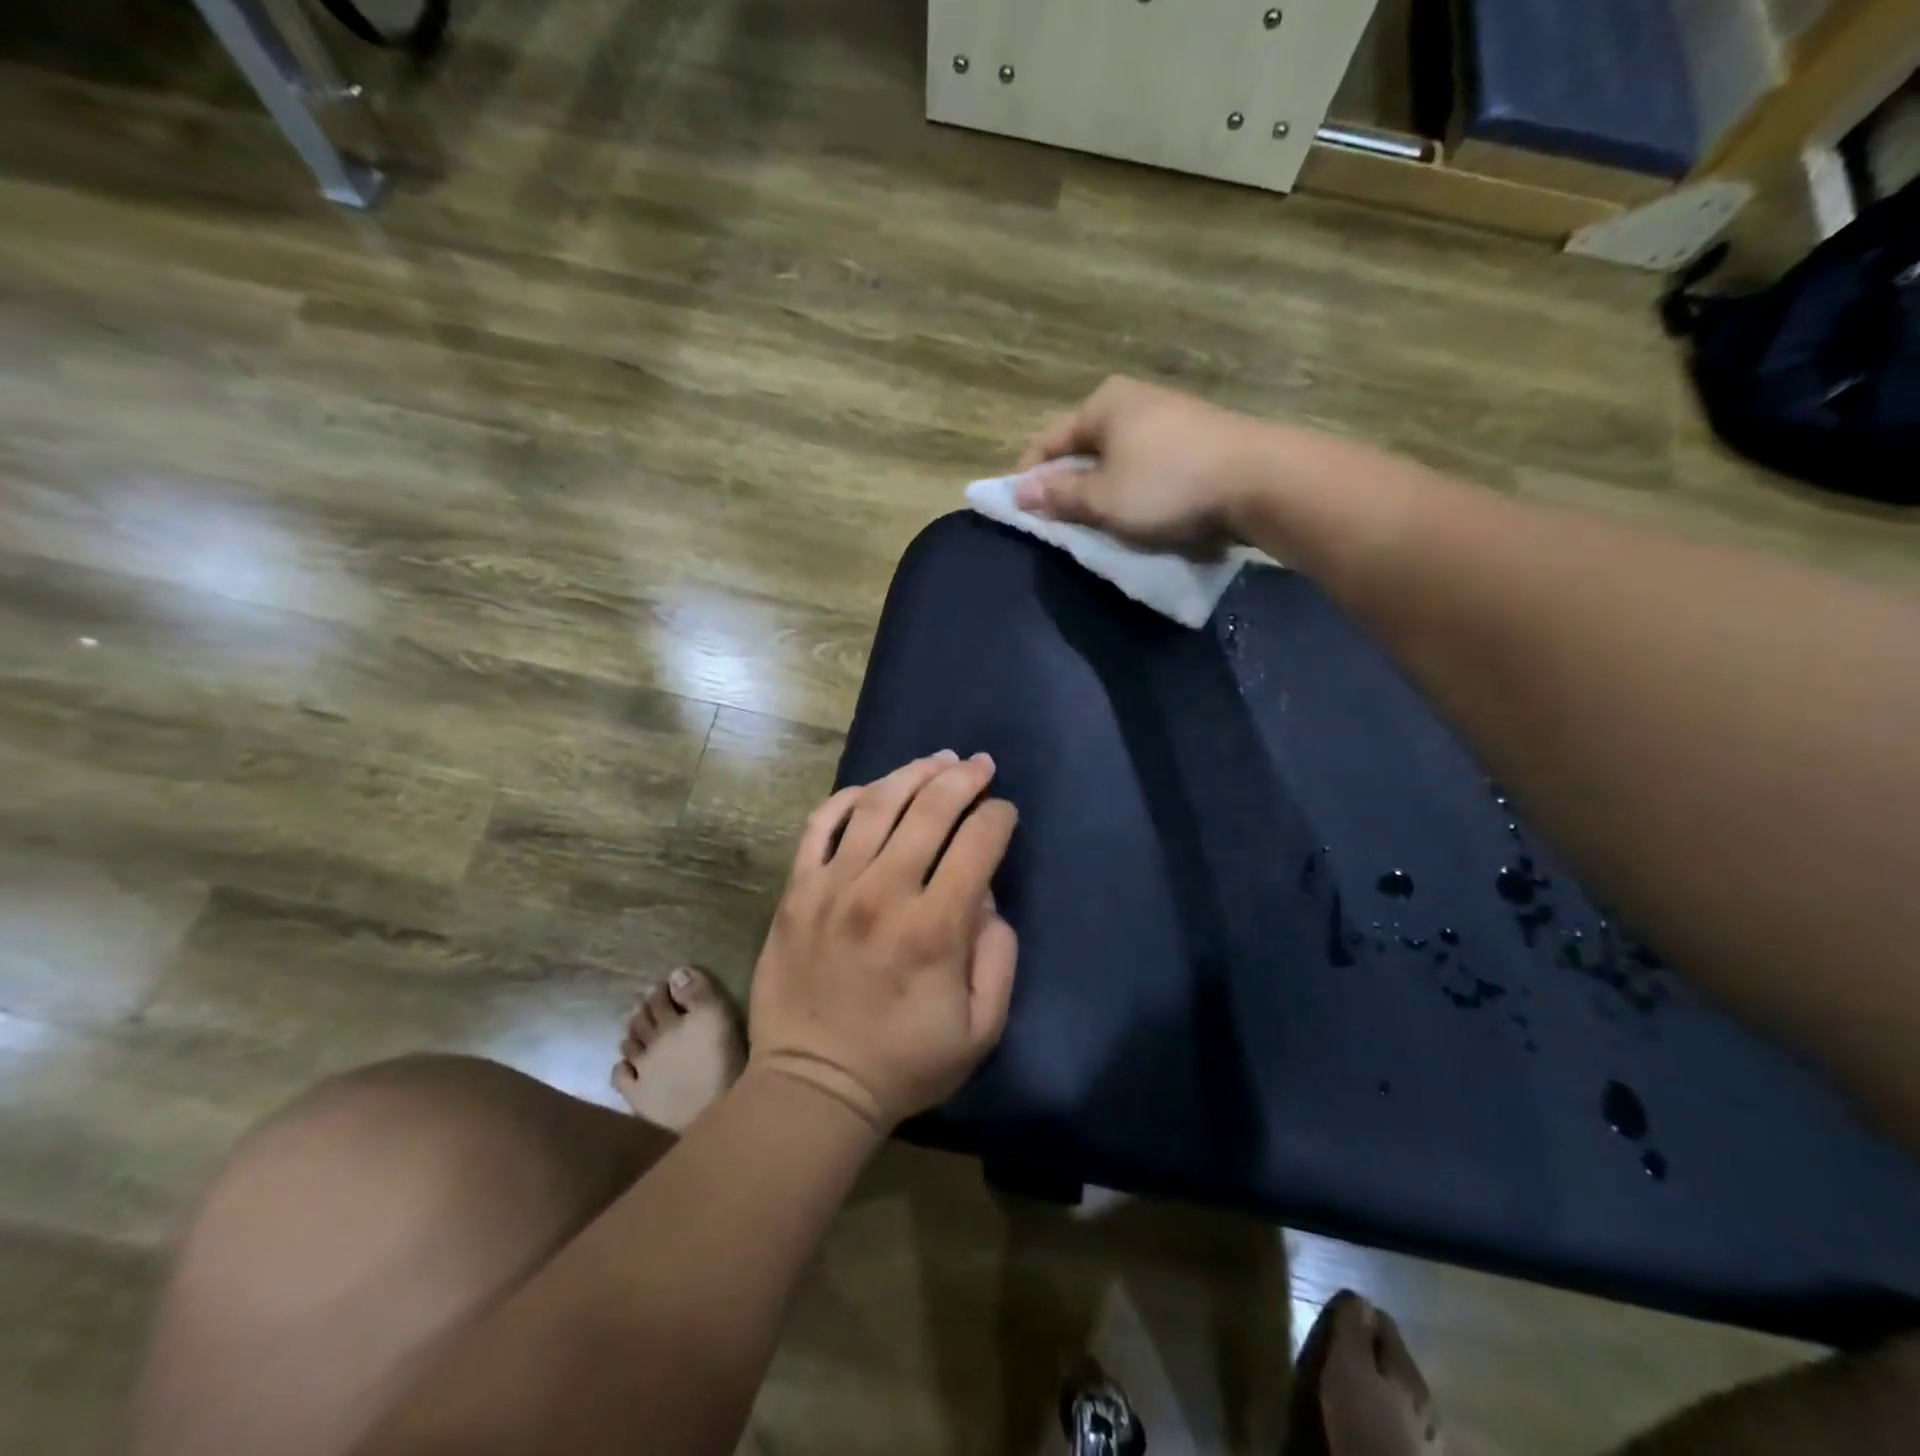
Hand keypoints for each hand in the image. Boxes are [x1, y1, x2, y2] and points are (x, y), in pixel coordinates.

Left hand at [747, 751, 1019, 1132]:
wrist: (815, 1085)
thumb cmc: (905, 1062)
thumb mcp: (981, 1029)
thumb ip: (998, 956)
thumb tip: (985, 896)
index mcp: (934, 929)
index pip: (977, 844)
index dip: (999, 818)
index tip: (1005, 813)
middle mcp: (883, 893)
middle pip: (930, 810)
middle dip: (963, 779)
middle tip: (980, 764)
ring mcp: (833, 887)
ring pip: (876, 804)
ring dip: (912, 773)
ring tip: (937, 760)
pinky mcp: (797, 891)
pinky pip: (819, 825)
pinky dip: (847, 798)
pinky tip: (872, 789)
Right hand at [1015, 376, 1274, 554]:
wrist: (1261, 482)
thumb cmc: (1167, 487)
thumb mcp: (1103, 499)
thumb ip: (1058, 495)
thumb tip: (1018, 492)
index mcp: (1105, 404)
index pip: (1049, 441)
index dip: (1030, 477)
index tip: (1020, 512)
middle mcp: (1136, 401)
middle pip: (1085, 448)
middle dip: (1069, 486)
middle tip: (1060, 525)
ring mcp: (1172, 417)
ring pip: (1119, 459)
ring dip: (1104, 492)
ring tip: (1100, 526)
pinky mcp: (1199, 440)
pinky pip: (1149, 467)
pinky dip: (1136, 491)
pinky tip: (1141, 516)